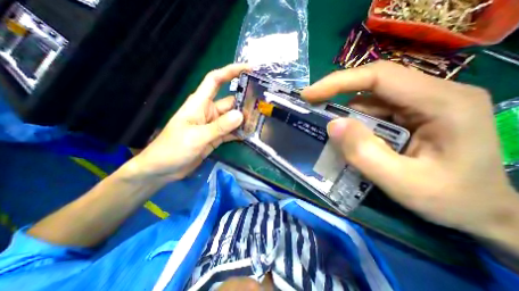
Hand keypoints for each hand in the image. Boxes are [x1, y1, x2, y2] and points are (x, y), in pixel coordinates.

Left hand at [123, 64, 249, 183]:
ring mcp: (213, 125)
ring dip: (244, 119)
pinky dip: (239, 132)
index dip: (230, 71)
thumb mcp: (196, 136)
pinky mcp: (216, 137)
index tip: (248, 68)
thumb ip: (219, 127)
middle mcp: (208, 111)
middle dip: (244, 101)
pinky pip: (231, 132)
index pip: (215, 80)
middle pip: (230, 101)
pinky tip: (250, 134)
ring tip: (260, 119)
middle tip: (262, 103)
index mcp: (200, 103)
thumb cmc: (173, 148)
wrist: (163, 169)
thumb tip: (240, 115)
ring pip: (232, 118)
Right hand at [303, 61, 516, 244]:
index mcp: (442, 102)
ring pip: (368, 101)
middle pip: (371, 85)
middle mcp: (432, 94)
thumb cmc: (450, 199)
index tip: (309, 94)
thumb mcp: (403, 183)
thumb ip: (365, 154)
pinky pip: (371, 113)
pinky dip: (353, 124)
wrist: (482, 211)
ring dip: (344, 116)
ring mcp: (419, 104)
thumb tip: (332, 125)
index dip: (339, 82)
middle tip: (311, 107)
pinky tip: (347, 139)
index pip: (379, 77)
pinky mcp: (408, 115)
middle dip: (336, 95)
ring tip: (329, 132)